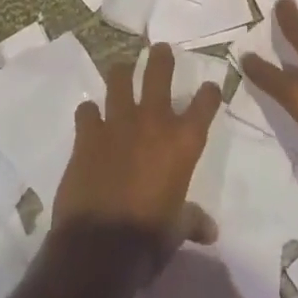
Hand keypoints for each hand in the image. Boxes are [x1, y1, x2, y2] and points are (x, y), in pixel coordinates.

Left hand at [52, 44, 222, 252]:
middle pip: (159, 73)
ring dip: (122, 72)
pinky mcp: (88, 133)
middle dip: (161, 57)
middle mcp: (153, 122)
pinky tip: (90, 117)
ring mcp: (118, 122)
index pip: (205, 103)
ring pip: (119, 79)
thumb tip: (210, 230)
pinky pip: (87, 110)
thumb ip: (192, 220)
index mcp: (183, 142)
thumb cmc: (149, 238)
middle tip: (160, 49)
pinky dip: (89, 112)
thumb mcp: (177, 229)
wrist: (100, 247)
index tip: (210, 88)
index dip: (209, 93)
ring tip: (123, 68)